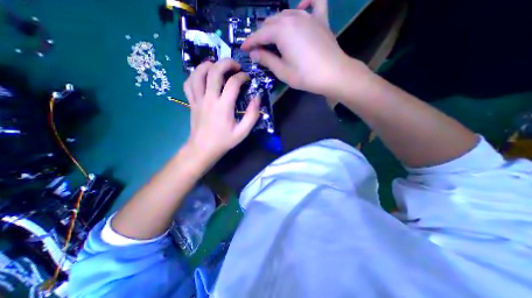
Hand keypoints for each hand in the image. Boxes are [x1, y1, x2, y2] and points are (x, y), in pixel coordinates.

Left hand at [183, 58, 261, 162]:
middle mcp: (209, 99)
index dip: (242, 77)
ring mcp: (197, 99)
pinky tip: (202, 77)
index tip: (247, 78)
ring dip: (208, 65)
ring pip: (198, 74)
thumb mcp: (243, 132)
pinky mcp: (191, 102)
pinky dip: (195, 76)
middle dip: (226, 63)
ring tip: (217, 66)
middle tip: (235, 66)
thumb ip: (252, 115)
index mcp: (223, 107)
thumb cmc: (224, 141)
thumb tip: (257, 98)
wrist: (203, 148)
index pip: (233, 83)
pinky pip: (188, 84)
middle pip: (214, 71)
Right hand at [240, 0, 365, 95]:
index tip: (243, 49)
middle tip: (258, 48)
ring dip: (275, 24)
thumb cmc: (305, 76)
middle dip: (261, 35)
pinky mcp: (320, 19)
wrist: (333, 74)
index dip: (250, 42)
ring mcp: (308, 16)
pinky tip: (301, 6)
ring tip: (272, 36)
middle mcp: (292, 18)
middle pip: (271, 23)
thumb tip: (254, 54)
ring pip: (285, 14)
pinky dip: (306, 2)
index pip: (260, 35)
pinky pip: (314, 2)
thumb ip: (266, 60)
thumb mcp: (282, 71)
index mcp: (281, 31)